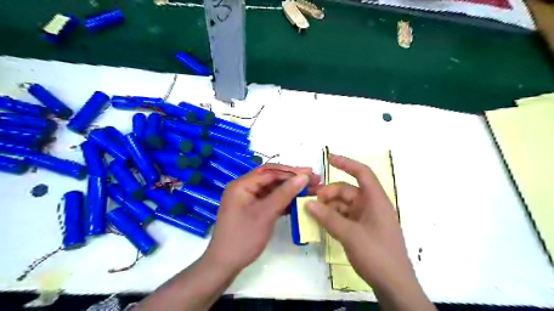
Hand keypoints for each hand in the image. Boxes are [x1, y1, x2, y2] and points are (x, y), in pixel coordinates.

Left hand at [202, 164, 320, 275]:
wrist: (225, 264)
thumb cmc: (244, 237)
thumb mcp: (266, 213)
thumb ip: (285, 193)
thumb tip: (303, 177)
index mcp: (242, 184)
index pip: (270, 171)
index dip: (291, 171)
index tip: (311, 173)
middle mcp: (245, 188)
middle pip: (272, 179)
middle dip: (293, 180)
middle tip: (315, 181)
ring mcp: (249, 199)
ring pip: (273, 190)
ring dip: (291, 190)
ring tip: (312, 190)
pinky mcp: (253, 209)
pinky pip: (271, 200)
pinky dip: (284, 201)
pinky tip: (299, 201)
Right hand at [307, 155, 414, 288]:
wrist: (394, 286)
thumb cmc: (376, 254)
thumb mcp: (349, 234)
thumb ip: (328, 218)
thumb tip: (308, 203)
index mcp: (376, 200)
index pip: (362, 173)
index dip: (346, 163)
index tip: (329, 159)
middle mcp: (372, 206)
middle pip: (348, 191)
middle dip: (329, 192)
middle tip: (311, 200)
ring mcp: (368, 219)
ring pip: (344, 205)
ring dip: (329, 206)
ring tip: (312, 212)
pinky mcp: (364, 230)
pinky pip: (345, 217)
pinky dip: (333, 217)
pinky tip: (321, 222)